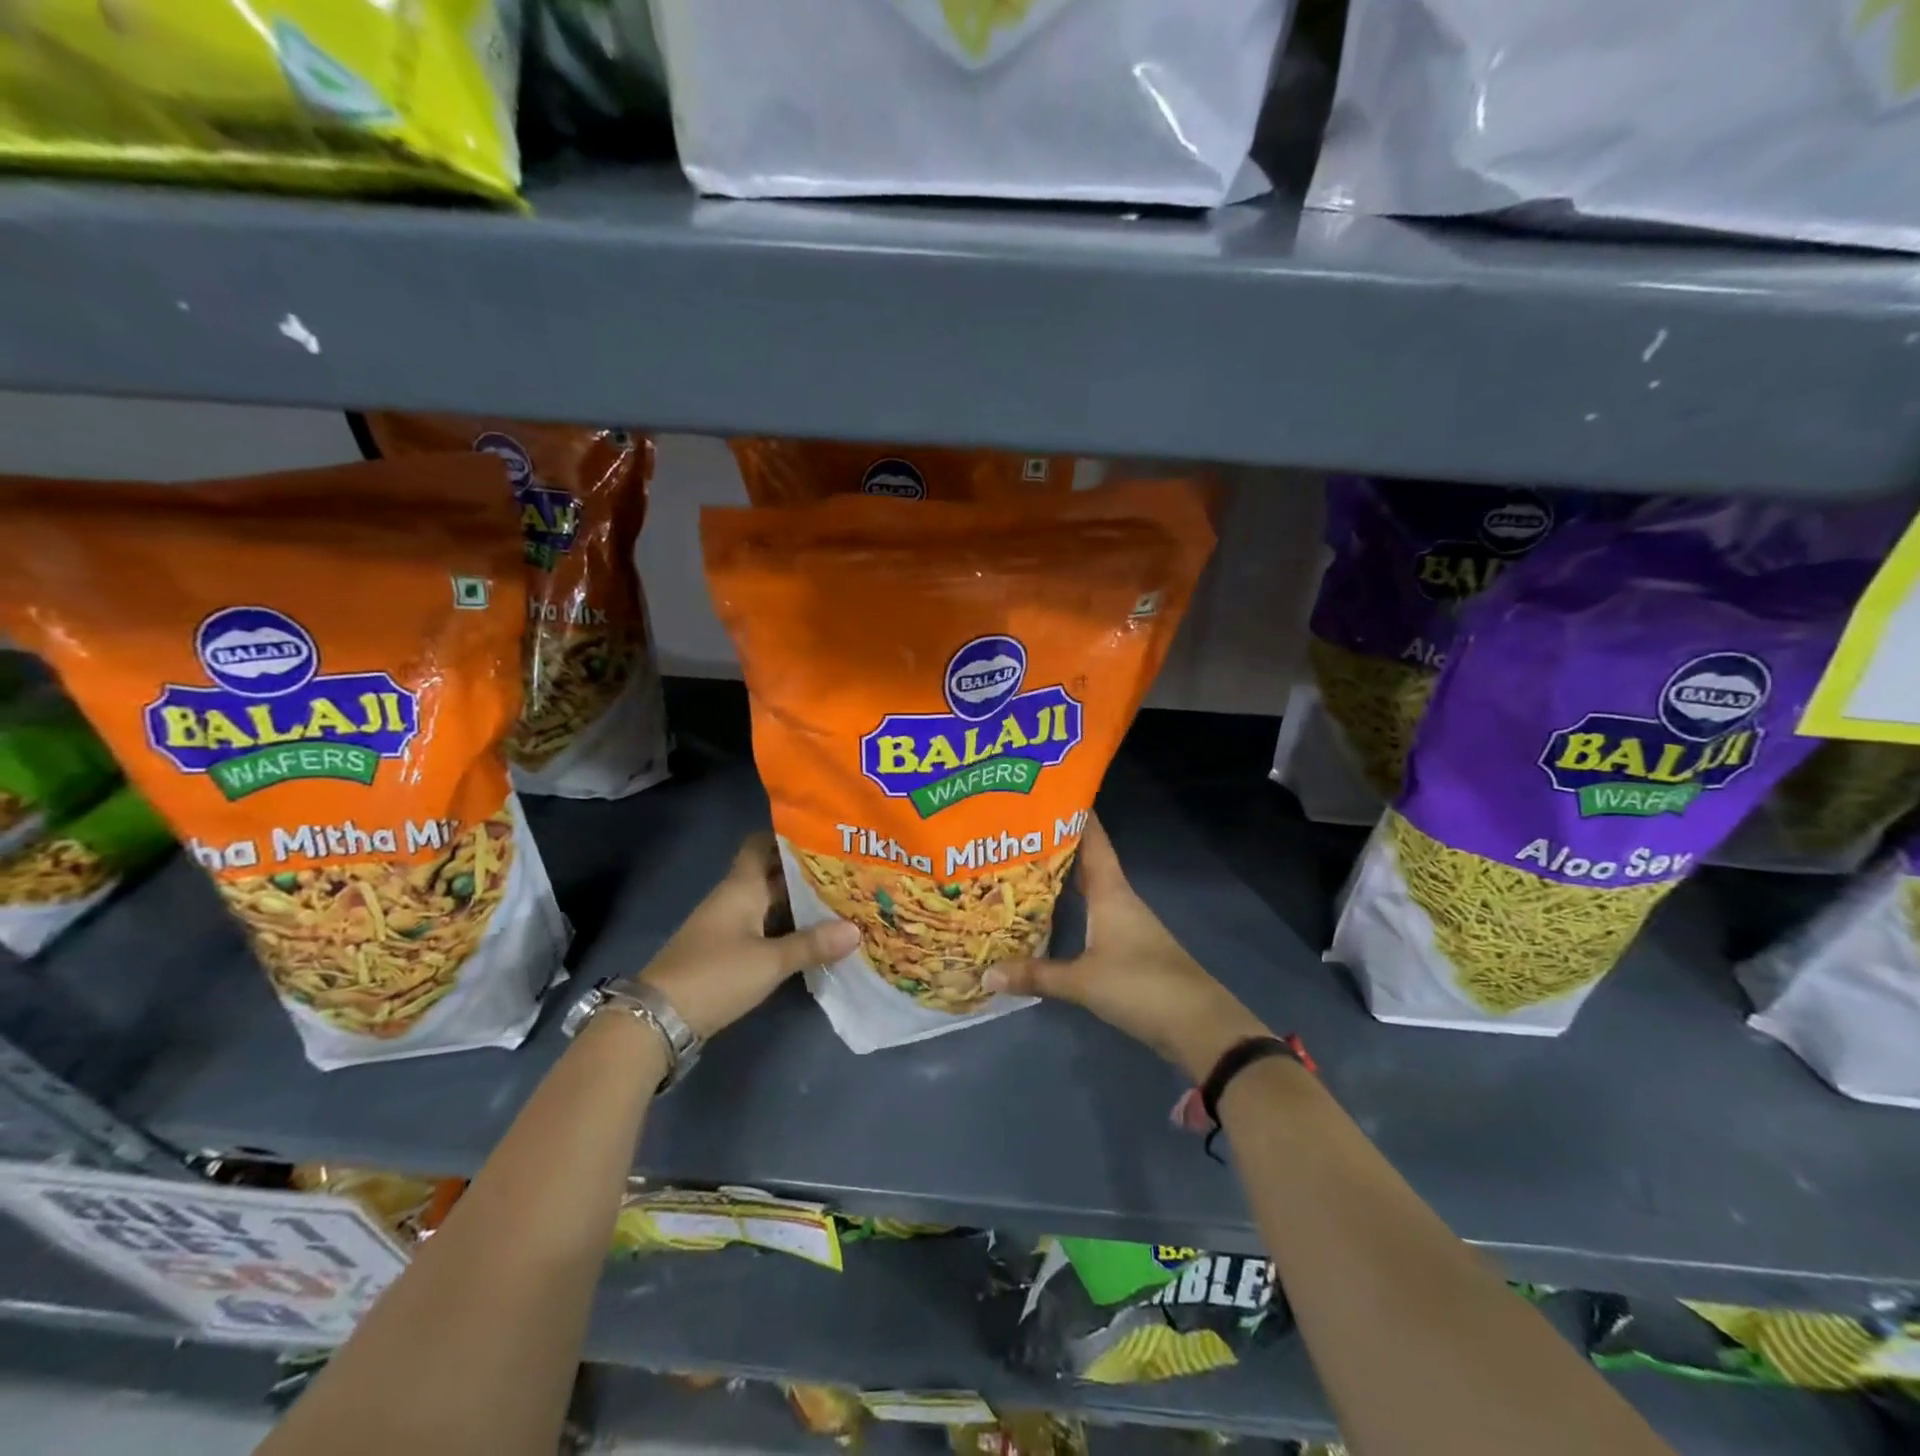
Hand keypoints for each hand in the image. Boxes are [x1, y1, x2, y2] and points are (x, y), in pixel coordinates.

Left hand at [638, 832, 858, 1040]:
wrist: (659, 1019)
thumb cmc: (715, 975)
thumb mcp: (769, 962)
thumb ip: (812, 944)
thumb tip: (857, 929)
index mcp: (741, 886)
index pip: (762, 844)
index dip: (788, 835)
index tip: (824, 834)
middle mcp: (734, 898)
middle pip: (772, 874)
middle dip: (806, 872)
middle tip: (848, 869)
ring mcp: (728, 925)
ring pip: (770, 902)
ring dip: (799, 901)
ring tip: (840, 899)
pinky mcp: (726, 951)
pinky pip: (764, 926)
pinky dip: (787, 926)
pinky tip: (814, 935)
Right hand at [982, 815, 1267, 1080]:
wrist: (1197, 1024)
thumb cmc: (1140, 986)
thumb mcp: (1082, 982)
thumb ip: (1036, 976)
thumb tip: (986, 973)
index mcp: (1112, 892)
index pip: (1093, 840)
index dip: (1075, 814)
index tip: (1048, 791)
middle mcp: (1120, 898)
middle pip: (1088, 860)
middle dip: (1058, 844)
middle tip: (1019, 831)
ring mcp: (1127, 922)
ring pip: (1091, 886)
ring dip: (1065, 875)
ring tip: (1026, 866)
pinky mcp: (1130, 945)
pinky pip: (1095, 911)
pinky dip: (1074, 904)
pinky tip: (1052, 912)